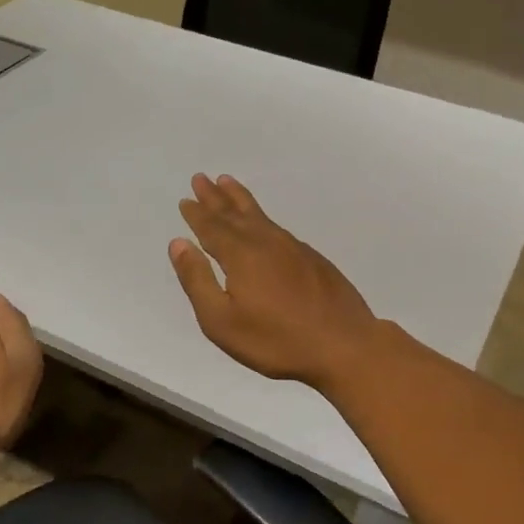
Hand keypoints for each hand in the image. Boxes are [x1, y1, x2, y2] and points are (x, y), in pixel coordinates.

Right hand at [169, 173, 382, 389]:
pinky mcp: (313, 260)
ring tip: (228, 183)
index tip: (186, 200)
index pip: (212, 228)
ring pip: (260, 216)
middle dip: (215, 197)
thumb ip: (197, 280)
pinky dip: (263, 217)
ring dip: (240, 199)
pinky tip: (263, 223)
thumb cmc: (276, 340)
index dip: (197, 214)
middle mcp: (266, 243)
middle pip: (235, 214)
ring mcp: (294, 249)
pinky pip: (278, 227)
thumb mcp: (222, 320)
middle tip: (201, 178)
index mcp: (241, 255)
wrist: (344, 345)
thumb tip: (179, 243)